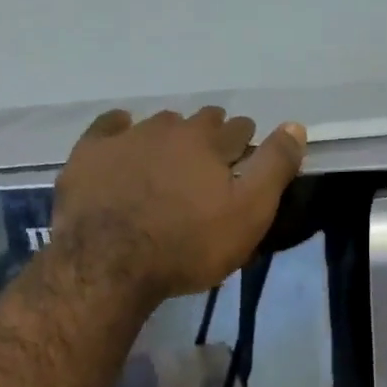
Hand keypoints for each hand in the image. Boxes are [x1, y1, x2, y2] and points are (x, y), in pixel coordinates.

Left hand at [53, 106, 307, 301]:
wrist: (111, 263)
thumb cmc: (189, 246)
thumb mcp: (248, 215)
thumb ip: (274, 170)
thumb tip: (296, 126)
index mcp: (209, 144)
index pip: (237, 130)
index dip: (246, 140)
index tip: (247, 153)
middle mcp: (169, 130)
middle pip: (197, 123)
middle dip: (210, 134)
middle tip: (212, 156)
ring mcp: (126, 139)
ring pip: (156, 125)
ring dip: (169, 136)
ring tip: (171, 156)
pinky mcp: (90, 155)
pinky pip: (109, 129)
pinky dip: (121, 130)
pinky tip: (123, 136)